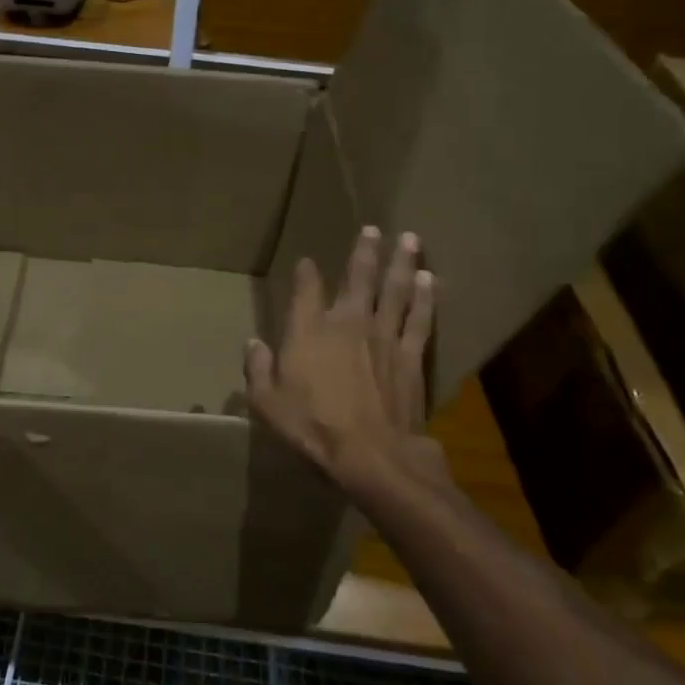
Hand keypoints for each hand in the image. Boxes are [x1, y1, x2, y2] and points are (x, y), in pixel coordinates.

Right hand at [245, 226, 444, 493]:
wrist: (373, 454)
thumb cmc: (313, 428)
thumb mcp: (267, 403)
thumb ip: (258, 369)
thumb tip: (253, 343)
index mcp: (309, 331)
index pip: (306, 290)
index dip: (306, 273)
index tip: (307, 261)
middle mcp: (348, 323)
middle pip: (358, 278)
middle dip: (365, 251)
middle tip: (374, 229)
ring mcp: (384, 336)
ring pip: (395, 290)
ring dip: (402, 263)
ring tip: (410, 239)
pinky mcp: (411, 355)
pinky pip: (420, 318)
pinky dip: (426, 298)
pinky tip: (431, 280)